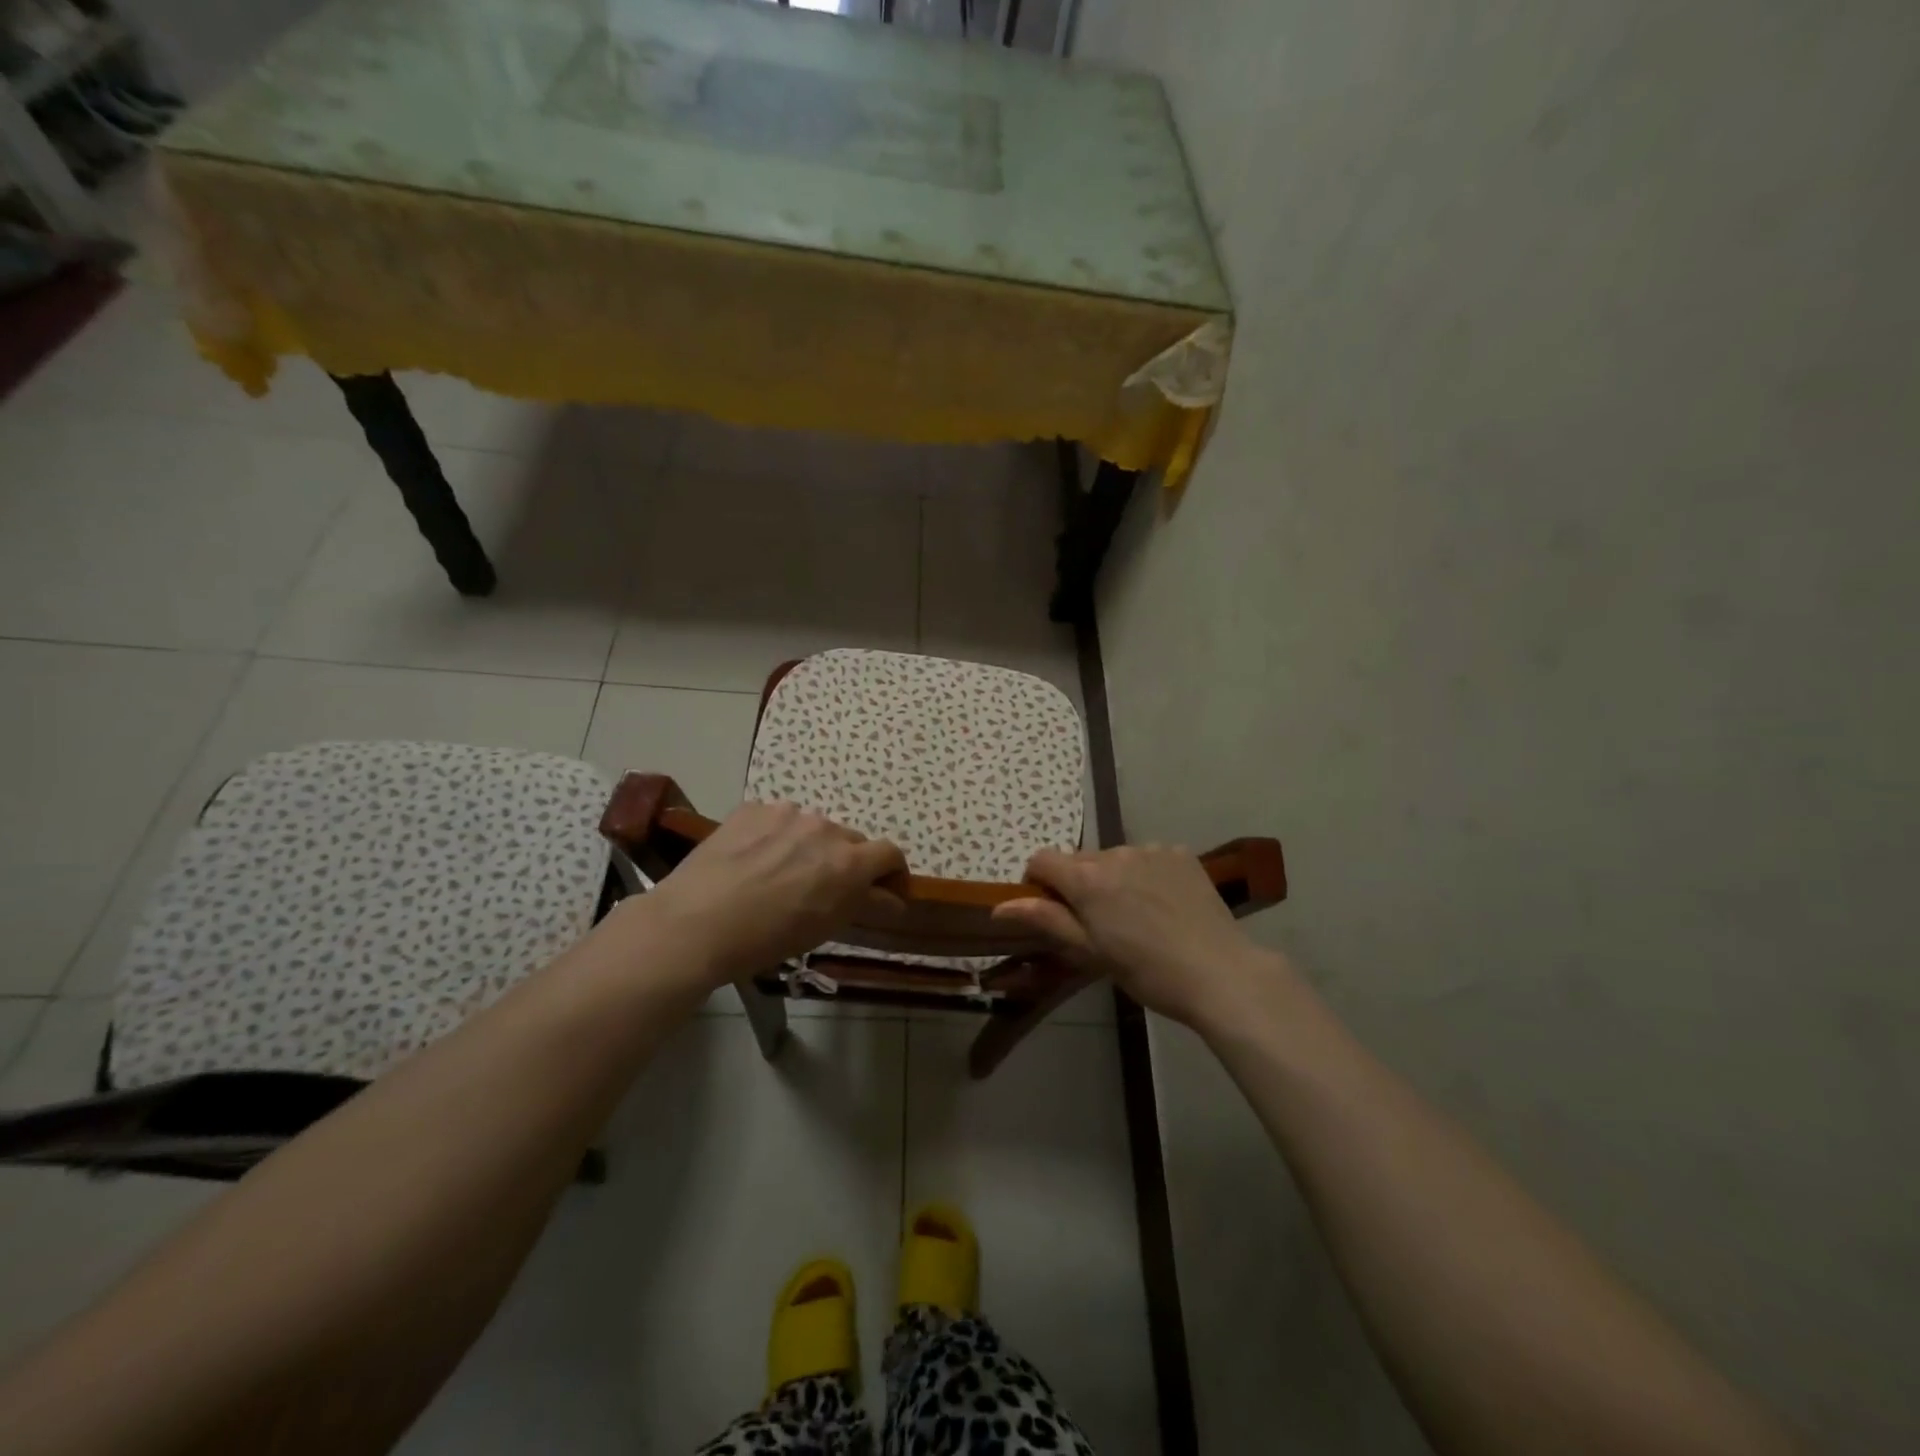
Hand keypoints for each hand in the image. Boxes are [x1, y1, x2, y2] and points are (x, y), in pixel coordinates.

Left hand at [631, 801, 906, 984]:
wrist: (695, 923)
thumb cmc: (766, 938)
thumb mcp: (825, 928)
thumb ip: (864, 904)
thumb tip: (892, 899)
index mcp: (849, 861)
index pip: (890, 853)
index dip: (891, 871)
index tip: (882, 888)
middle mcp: (825, 828)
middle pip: (850, 840)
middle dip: (845, 861)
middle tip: (822, 887)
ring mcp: (787, 813)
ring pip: (811, 827)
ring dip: (808, 846)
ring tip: (779, 872)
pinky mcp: (753, 808)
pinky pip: (776, 819)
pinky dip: (774, 836)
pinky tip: (751, 860)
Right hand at [992, 845, 1281, 1029]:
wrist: (1219, 972)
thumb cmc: (1146, 971)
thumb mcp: (1090, 951)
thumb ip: (1046, 920)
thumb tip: (999, 906)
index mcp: (1087, 879)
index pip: (1042, 859)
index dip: (1038, 882)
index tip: (1051, 910)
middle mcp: (1114, 853)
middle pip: (1079, 861)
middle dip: (1077, 884)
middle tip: (1097, 923)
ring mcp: (1150, 850)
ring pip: (1114, 859)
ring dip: (1112, 879)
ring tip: (1135, 916)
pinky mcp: (1180, 853)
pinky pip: (1147, 857)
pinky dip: (1144, 874)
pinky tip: (1162, 904)